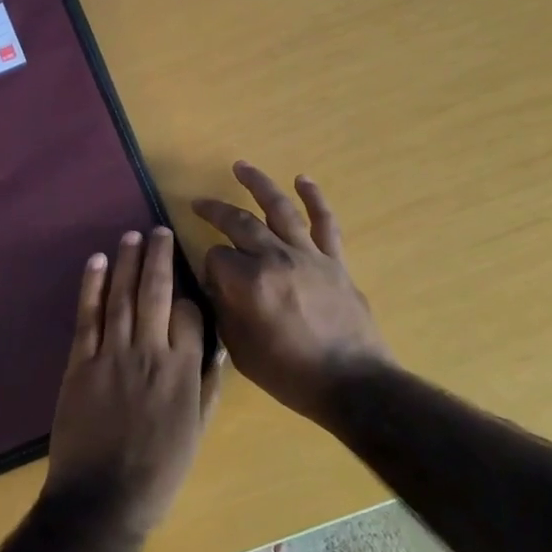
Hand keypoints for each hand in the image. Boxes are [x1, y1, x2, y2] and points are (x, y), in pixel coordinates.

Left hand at [42, 227, 213, 536]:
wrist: (103, 499)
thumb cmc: (158, 470)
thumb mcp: (196, 431)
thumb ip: (207, 386)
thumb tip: (215, 348)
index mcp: (183, 370)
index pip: (190, 313)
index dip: (189, 292)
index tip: (186, 279)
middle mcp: (150, 352)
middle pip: (156, 292)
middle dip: (158, 257)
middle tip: (158, 229)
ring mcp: (112, 354)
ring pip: (122, 296)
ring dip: (126, 262)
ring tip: (131, 235)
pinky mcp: (81, 362)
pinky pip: (88, 316)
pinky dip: (91, 285)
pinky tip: (97, 261)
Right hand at [193, 162, 391, 421]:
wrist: (352, 384)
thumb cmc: (290, 374)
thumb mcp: (241, 351)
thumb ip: (224, 311)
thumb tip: (218, 284)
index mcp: (248, 283)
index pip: (215, 257)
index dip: (209, 266)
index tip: (211, 280)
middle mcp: (275, 259)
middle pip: (239, 223)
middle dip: (215, 210)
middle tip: (199, 202)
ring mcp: (308, 255)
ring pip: (279, 209)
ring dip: (259, 184)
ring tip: (242, 166)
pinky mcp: (334, 260)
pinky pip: (325, 222)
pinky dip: (315, 198)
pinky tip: (303, 180)